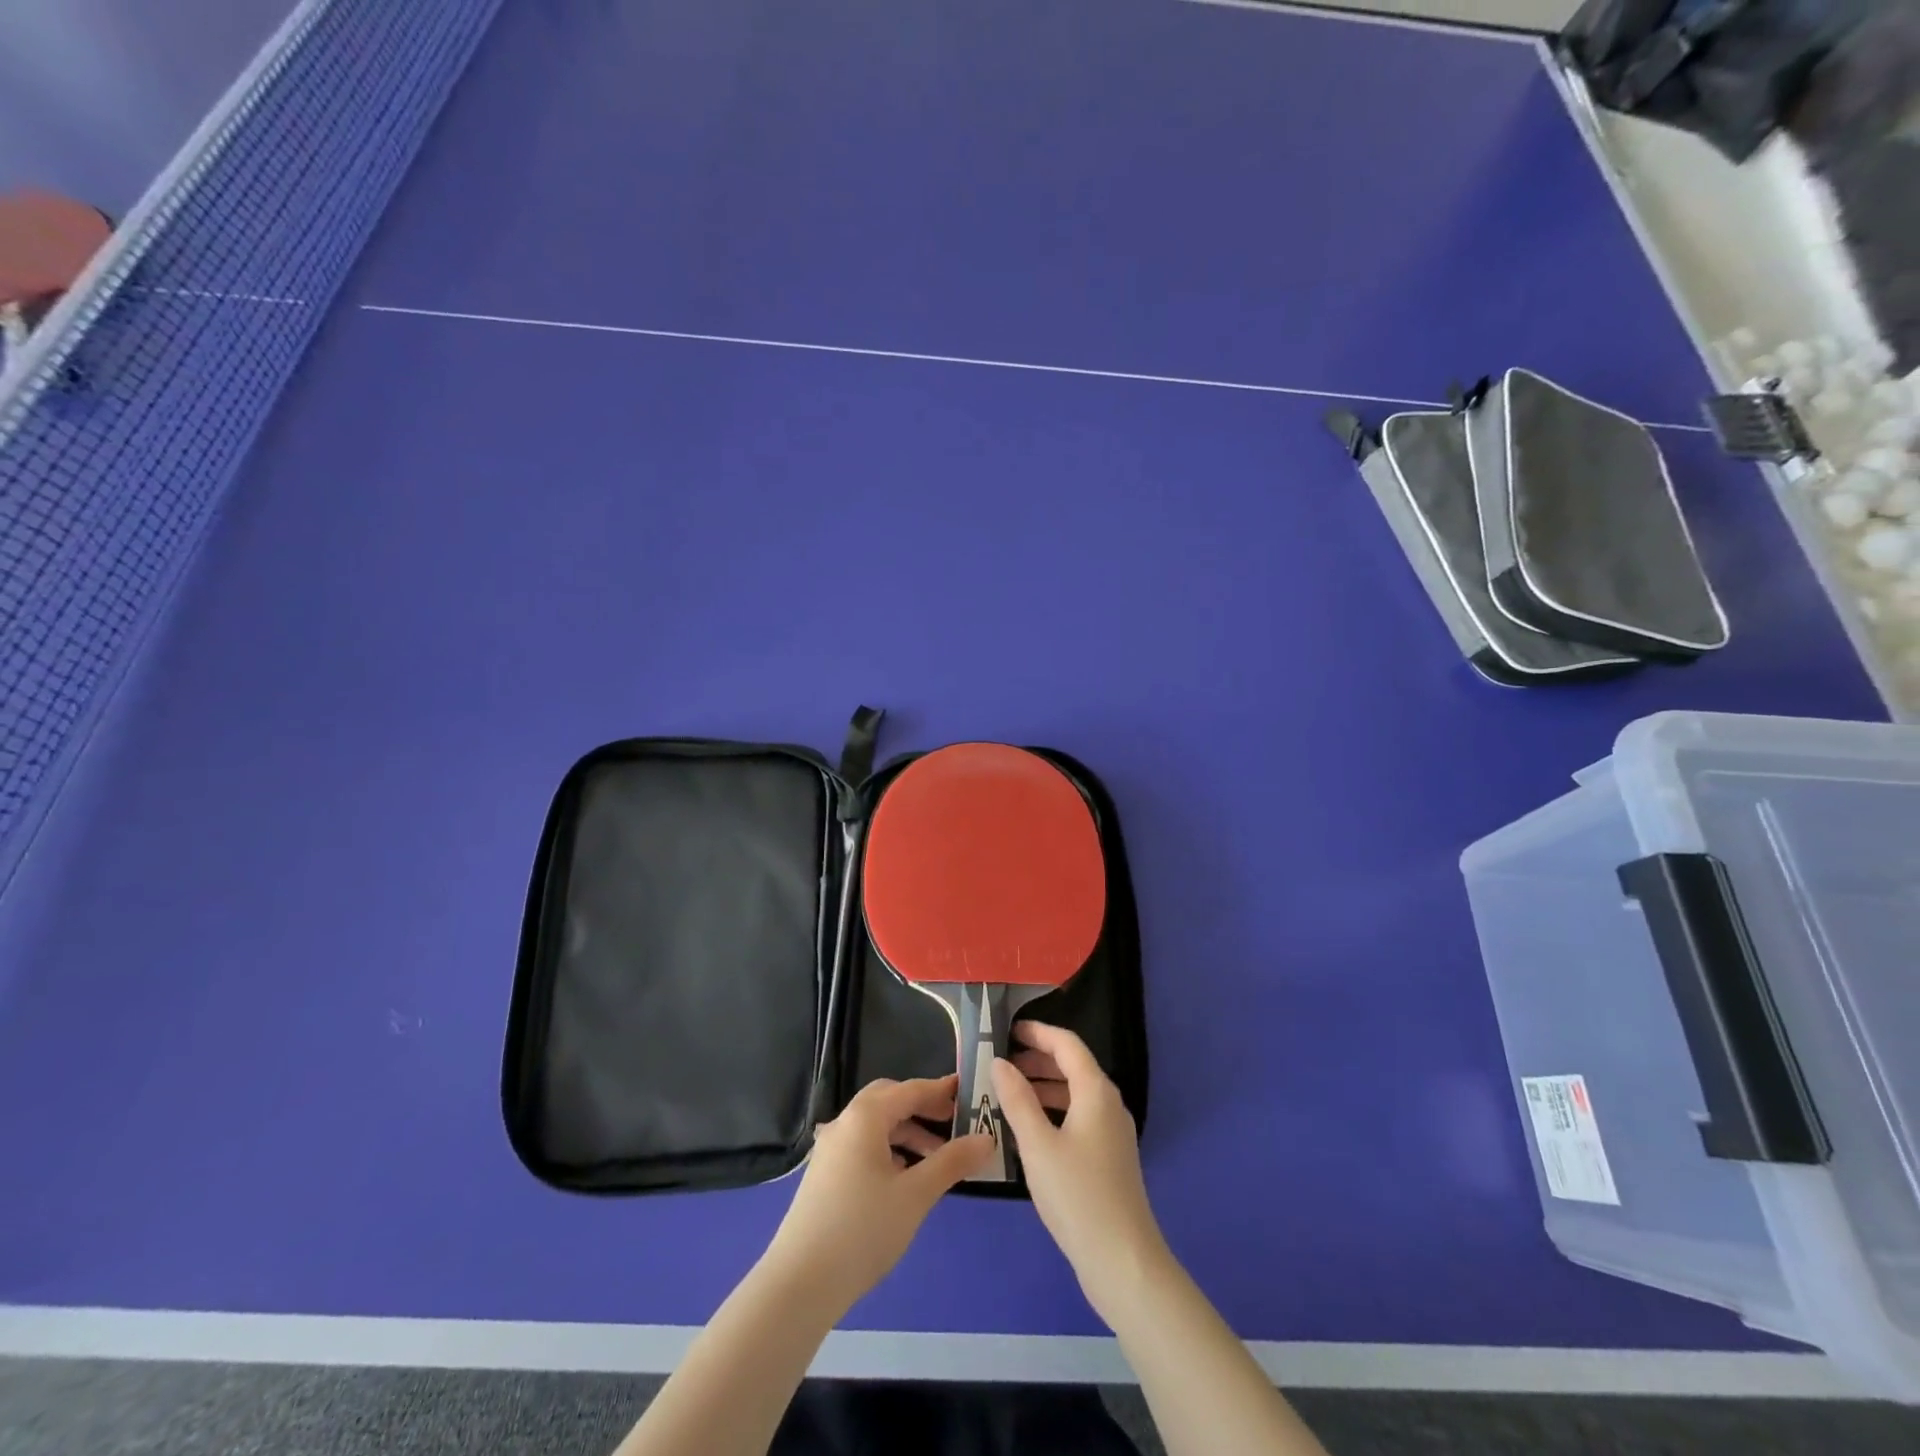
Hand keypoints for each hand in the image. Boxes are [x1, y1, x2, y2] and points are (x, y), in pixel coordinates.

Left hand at [761, 1075, 992, 1316]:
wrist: (800, 1283)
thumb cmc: (863, 1230)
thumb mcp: (916, 1195)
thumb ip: (952, 1162)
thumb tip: (986, 1139)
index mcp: (865, 1116)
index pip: (911, 1090)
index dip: (941, 1090)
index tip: (969, 1092)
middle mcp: (845, 1122)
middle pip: (889, 1100)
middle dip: (922, 1107)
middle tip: (954, 1122)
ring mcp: (830, 1149)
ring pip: (875, 1125)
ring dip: (907, 1132)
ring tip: (937, 1159)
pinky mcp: (824, 1174)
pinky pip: (863, 1146)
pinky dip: (889, 1150)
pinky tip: (904, 1178)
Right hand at [993, 1023, 1168, 1321]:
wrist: (1123, 1262)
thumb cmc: (1077, 1196)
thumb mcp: (1037, 1145)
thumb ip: (1017, 1099)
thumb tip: (999, 1062)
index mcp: (1096, 1092)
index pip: (1067, 1044)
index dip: (1038, 1033)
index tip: (1007, 1031)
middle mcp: (1109, 1104)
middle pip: (1073, 1066)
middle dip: (1037, 1059)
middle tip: (1001, 1063)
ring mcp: (1112, 1132)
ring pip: (1075, 1093)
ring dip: (1043, 1086)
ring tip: (1008, 1093)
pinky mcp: (1110, 1157)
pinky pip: (1078, 1116)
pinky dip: (1053, 1110)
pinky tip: (1029, 1129)